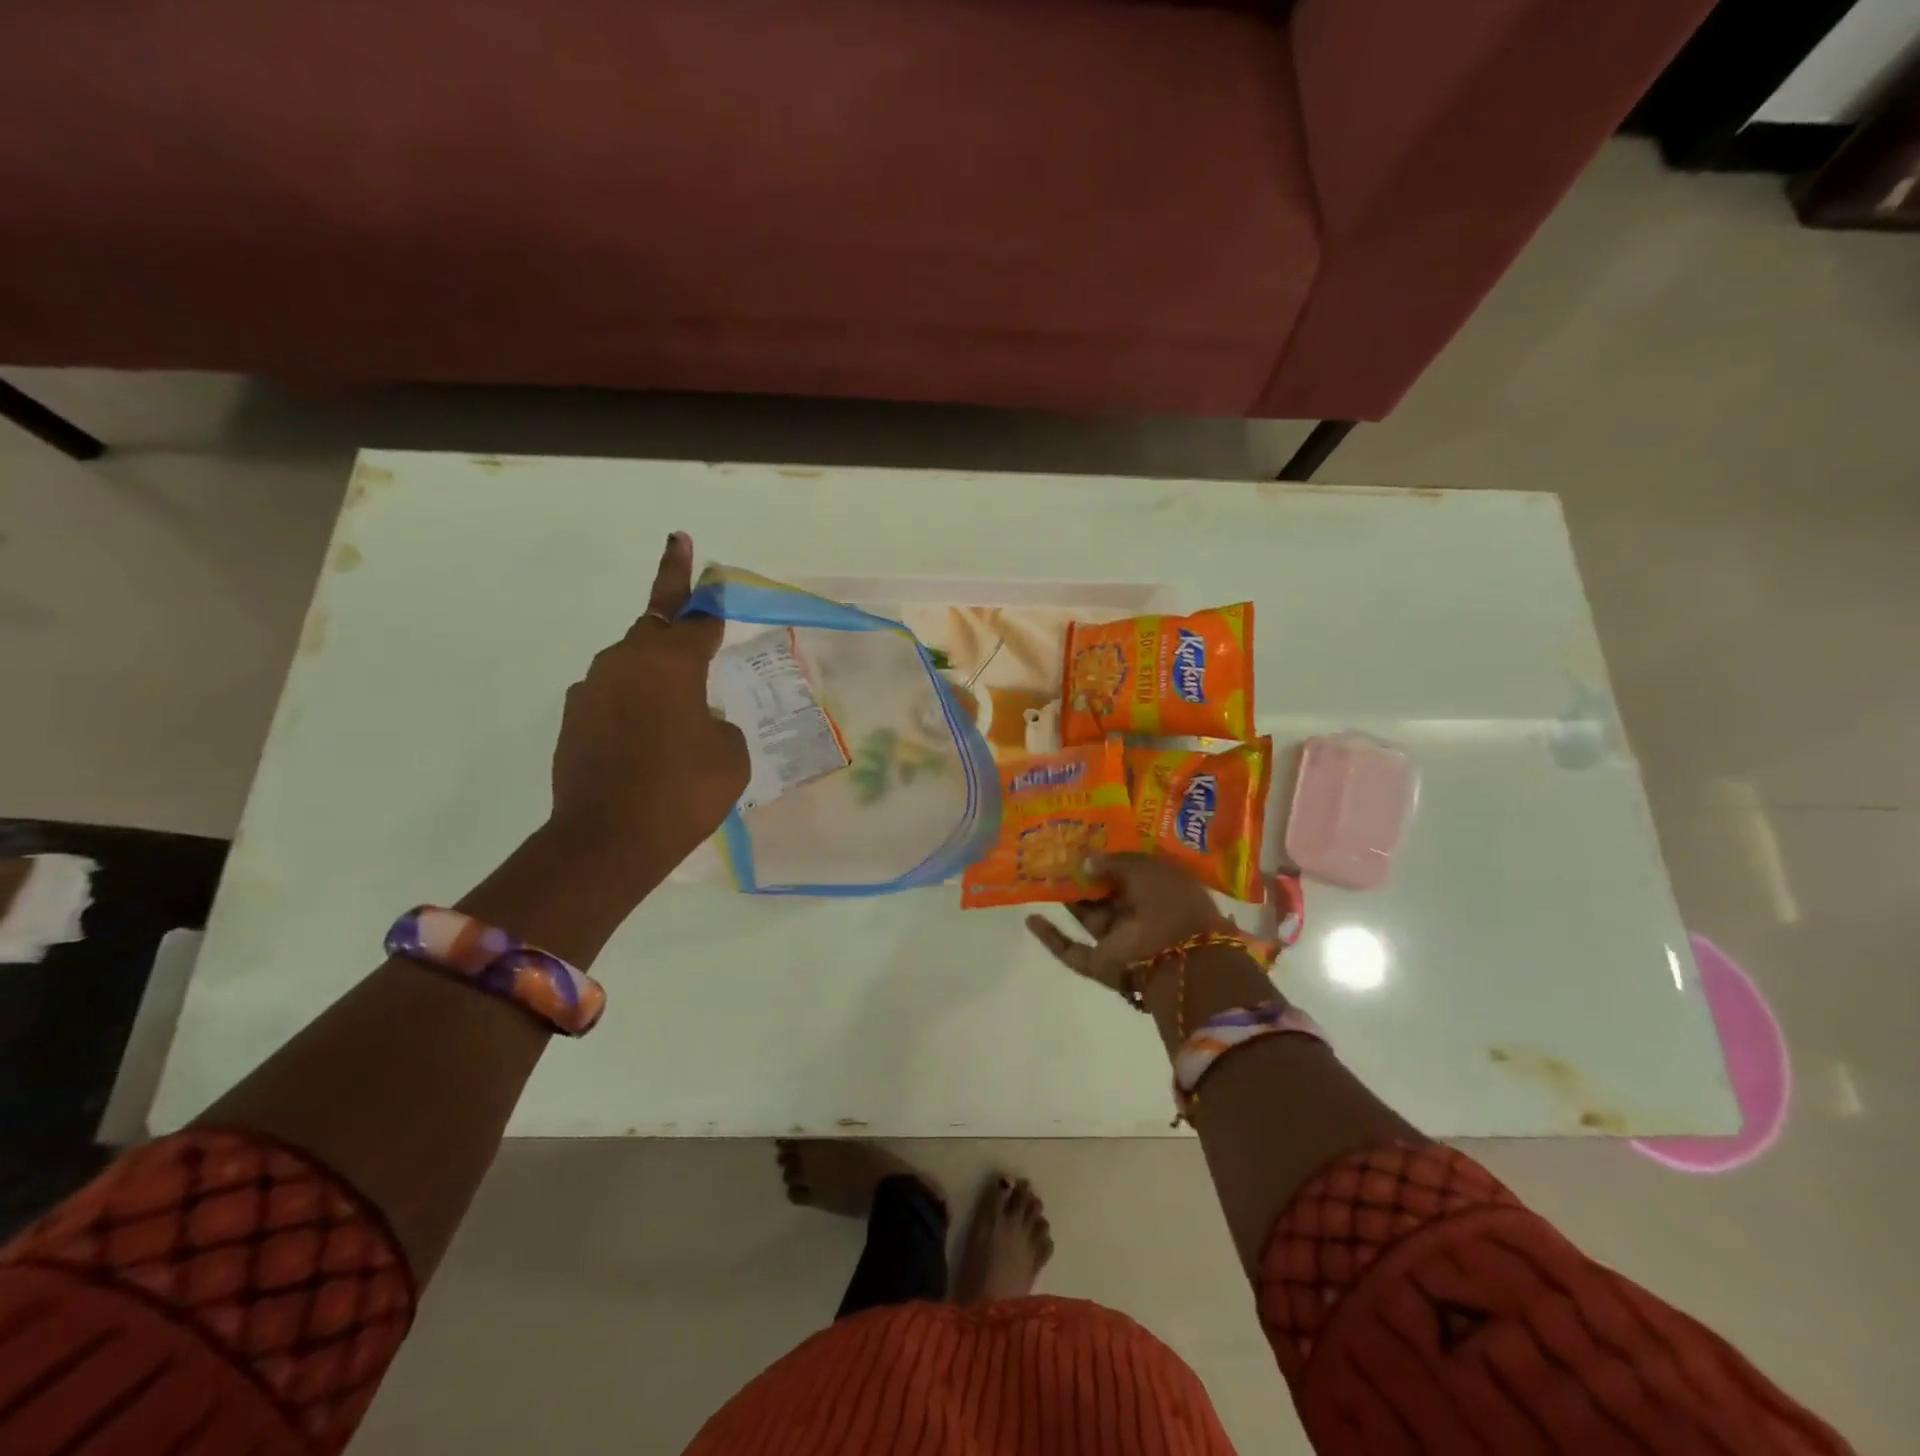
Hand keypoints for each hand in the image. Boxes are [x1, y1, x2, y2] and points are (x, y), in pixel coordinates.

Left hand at [546, 532, 748, 891]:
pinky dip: (633, 705)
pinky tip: (647, 740)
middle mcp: (626, 662)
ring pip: (631, 663)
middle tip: (680, 563)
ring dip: (653, 669)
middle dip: (671, 594)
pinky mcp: (573, 720)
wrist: (606, 841)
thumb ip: (717, 722)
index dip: (707, 593)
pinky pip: (613, 697)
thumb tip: (694, 719)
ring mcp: (593, 689)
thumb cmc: (684, 791)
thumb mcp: (730, 755)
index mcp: (671, 662)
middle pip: (655, 623)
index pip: (696, 617)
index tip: (697, 555)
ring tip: (677, 703)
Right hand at [1025, 853, 1223, 993]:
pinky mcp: (1099, 963)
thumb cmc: (1169, 901)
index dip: (1107, 858)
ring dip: (1067, 900)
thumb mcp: (1144, 868)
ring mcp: (1118, 940)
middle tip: (1054, 857)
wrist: (1179, 956)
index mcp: (1158, 889)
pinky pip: (1070, 950)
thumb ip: (1113, 862)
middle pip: (1105, 894)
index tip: (1081, 842)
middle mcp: (1139, 914)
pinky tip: (1030, 919)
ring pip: (1088, 917)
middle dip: (1082, 878)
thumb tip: (1086, 860)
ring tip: (1039, 877)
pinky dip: (1050, 937)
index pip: (1129, 871)